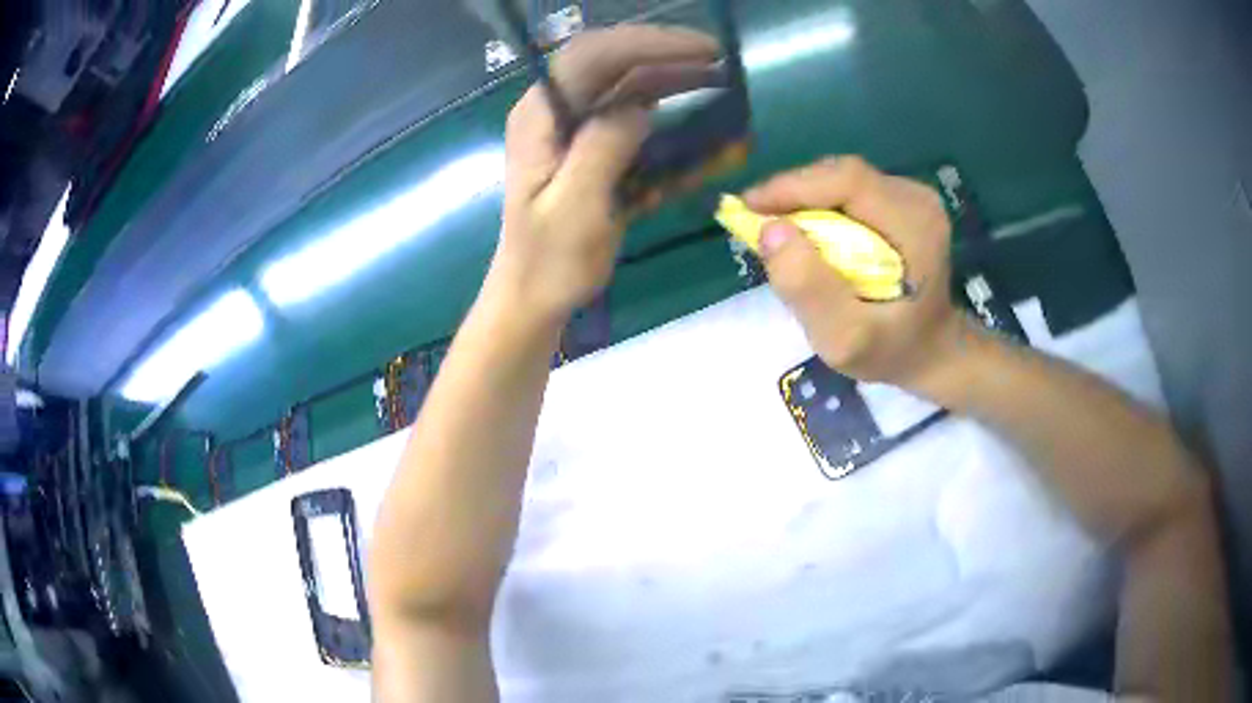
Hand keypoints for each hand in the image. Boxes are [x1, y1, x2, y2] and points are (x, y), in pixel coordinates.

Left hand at [492, 25, 719, 323]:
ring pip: (627, 89)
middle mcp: (556, 112)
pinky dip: (671, 122)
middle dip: (667, 56)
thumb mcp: (575, 209)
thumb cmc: (548, 261)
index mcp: (541, 117)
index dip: (648, 43)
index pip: (591, 56)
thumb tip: (640, 105)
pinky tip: (703, 132)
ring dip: (675, 84)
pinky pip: (635, 123)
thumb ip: (602, 149)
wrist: (534, 297)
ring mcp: (574, 130)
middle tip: (720, 63)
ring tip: (720, 87)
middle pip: (612, 63)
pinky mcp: (593, 150)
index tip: (701, 51)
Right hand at [745, 156, 964, 390]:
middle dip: (793, 194)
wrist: (929, 352)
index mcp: (916, 226)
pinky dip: (819, 207)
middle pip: (841, 176)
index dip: (792, 186)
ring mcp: (912, 197)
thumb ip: (809, 289)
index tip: (748, 208)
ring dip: (803, 200)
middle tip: (756, 223)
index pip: (847, 181)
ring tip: (777, 229)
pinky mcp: (901, 201)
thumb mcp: (845, 339)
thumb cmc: (891, 351)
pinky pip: (848, 191)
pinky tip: (807, 232)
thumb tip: (769, 229)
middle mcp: (917, 199)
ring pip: (841, 181)